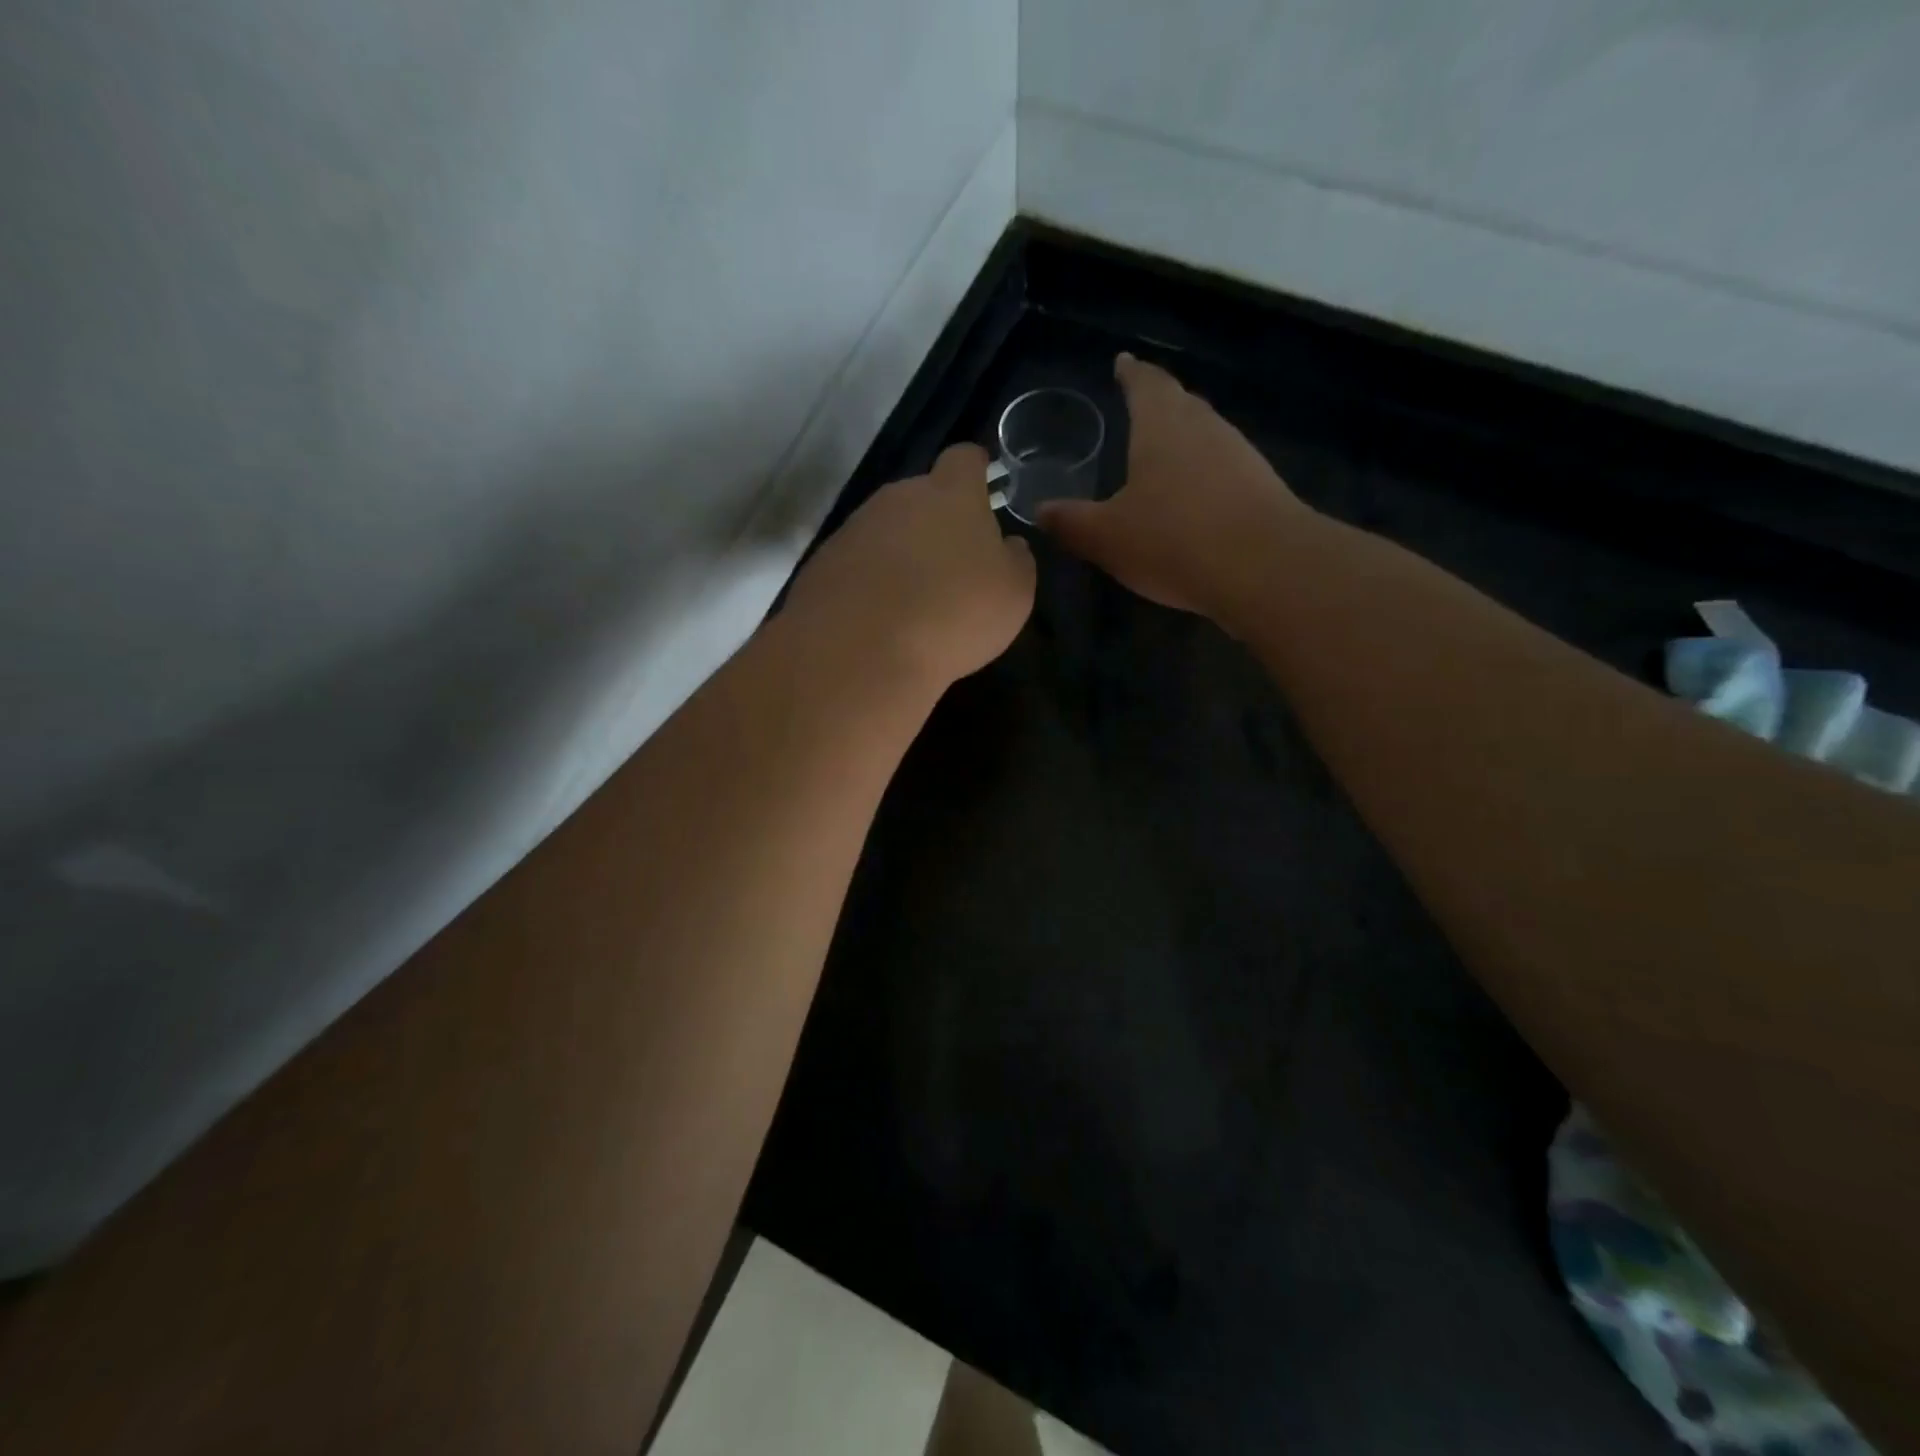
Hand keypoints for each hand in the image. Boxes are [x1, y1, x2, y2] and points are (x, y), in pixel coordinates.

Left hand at [784, 443, 1035, 691]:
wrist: (861, 650)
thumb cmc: (955, 614)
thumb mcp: (1014, 593)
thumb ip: (1015, 560)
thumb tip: (1007, 546)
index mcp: (951, 494)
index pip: (965, 458)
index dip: (976, 472)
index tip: (984, 490)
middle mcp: (898, 497)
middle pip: (922, 496)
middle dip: (937, 522)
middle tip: (952, 566)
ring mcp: (855, 528)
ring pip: (887, 530)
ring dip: (901, 554)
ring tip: (914, 601)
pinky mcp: (823, 562)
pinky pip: (857, 563)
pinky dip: (871, 582)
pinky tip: (880, 619)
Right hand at [1038, 353, 1307, 616]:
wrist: (1265, 567)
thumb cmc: (1174, 539)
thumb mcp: (1107, 537)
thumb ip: (1071, 522)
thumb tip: (1041, 511)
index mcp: (1161, 425)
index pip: (1144, 383)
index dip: (1130, 373)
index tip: (1122, 362)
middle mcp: (1203, 427)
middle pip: (1179, 402)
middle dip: (1157, 402)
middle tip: (1138, 405)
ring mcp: (1239, 454)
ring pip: (1204, 434)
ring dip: (1183, 438)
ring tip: (1162, 452)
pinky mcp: (1261, 486)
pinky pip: (1223, 467)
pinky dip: (1203, 472)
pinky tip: (1193, 498)